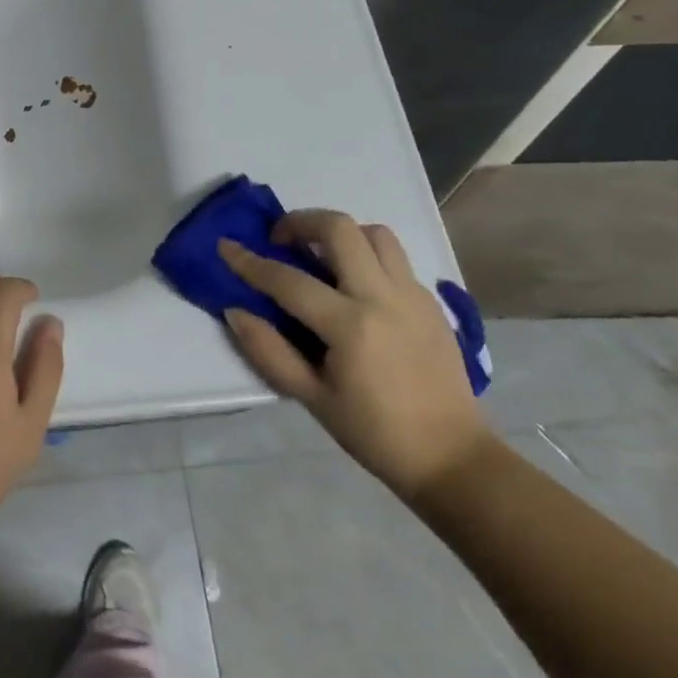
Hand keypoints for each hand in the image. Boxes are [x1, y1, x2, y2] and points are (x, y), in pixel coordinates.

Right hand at [219, 211, 490, 500]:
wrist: (451, 456)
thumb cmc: (374, 432)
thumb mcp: (311, 398)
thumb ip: (268, 351)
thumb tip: (236, 311)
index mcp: (350, 326)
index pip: (288, 280)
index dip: (250, 261)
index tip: (225, 246)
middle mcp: (383, 297)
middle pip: (339, 229)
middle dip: (300, 222)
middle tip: (281, 240)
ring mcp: (413, 295)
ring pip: (374, 233)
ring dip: (340, 234)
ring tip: (321, 257)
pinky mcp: (431, 301)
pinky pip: (395, 259)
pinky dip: (367, 256)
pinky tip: (355, 286)